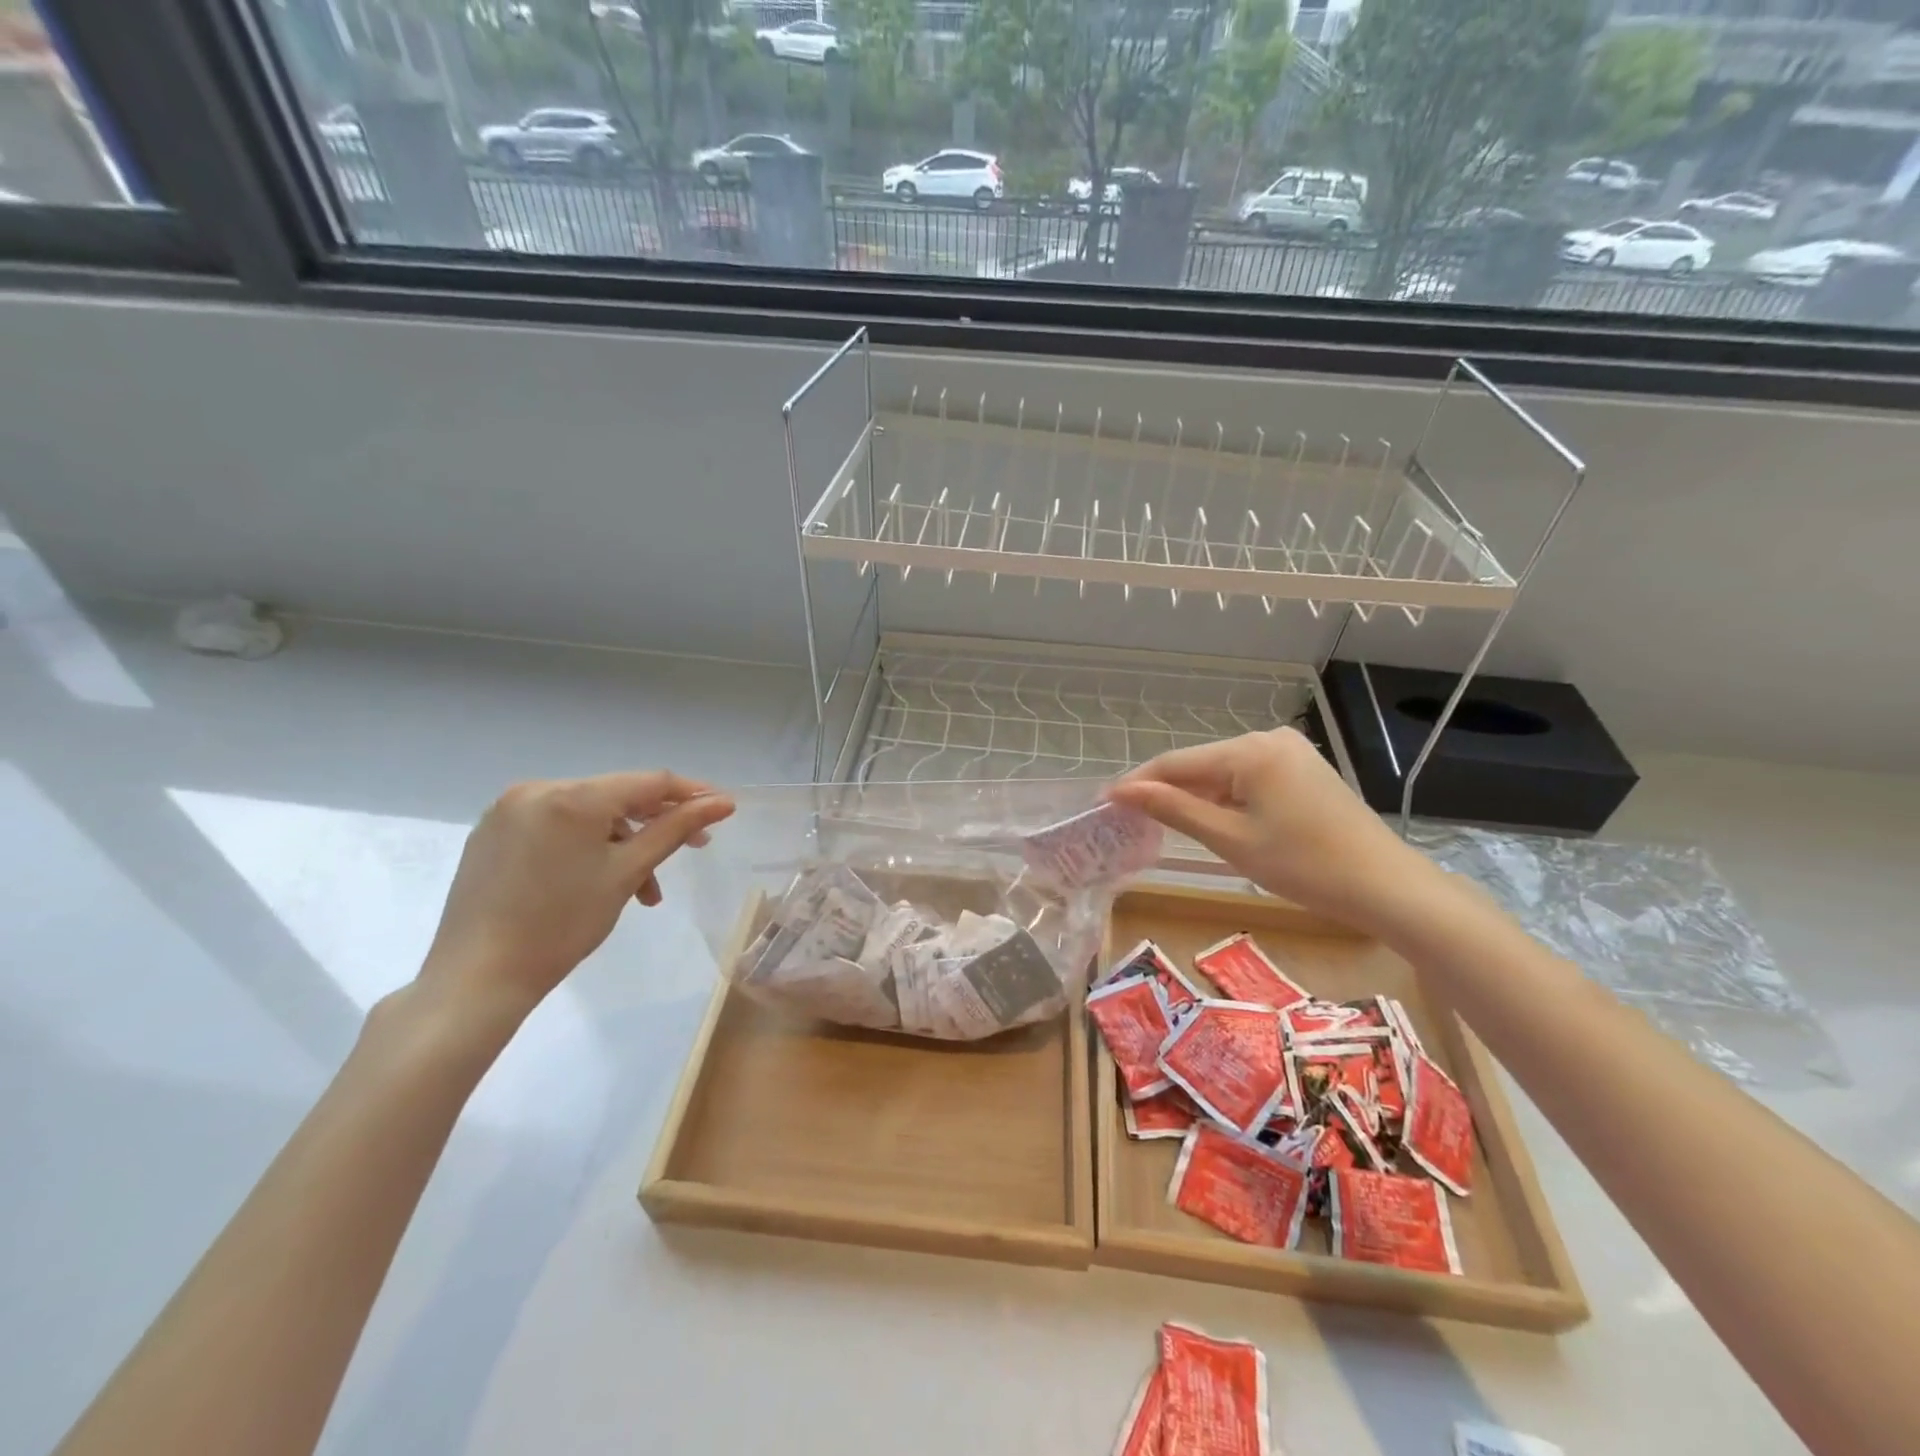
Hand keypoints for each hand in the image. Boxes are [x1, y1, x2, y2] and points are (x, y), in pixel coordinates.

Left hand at [420, 771, 734, 1024]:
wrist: (477, 978)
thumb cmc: (563, 924)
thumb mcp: (628, 872)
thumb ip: (675, 829)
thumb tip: (722, 802)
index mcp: (573, 796)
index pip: (648, 782)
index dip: (690, 793)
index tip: (722, 809)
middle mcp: (538, 789)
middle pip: (617, 795)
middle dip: (656, 823)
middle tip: (692, 850)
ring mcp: (509, 810)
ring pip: (587, 814)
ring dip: (623, 842)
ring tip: (642, 889)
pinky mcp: (492, 833)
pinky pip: (556, 826)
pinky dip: (586, 846)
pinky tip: (598, 879)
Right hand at [1108, 729, 1447, 935]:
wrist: (1387, 886)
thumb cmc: (1305, 866)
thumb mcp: (1231, 840)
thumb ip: (1174, 809)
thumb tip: (1122, 791)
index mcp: (1250, 750)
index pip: (1176, 762)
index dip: (1137, 783)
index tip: (1103, 804)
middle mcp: (1268, 738)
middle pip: (1200, 764)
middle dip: (1166, 791)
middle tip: (1132, 822)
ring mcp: (1290, 751)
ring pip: (1223, 772)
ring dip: (1196, 797)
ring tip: (1166, 827)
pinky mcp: (1303, 768)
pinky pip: (1248, 778)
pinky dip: (1226, 799)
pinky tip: (1217, 822)